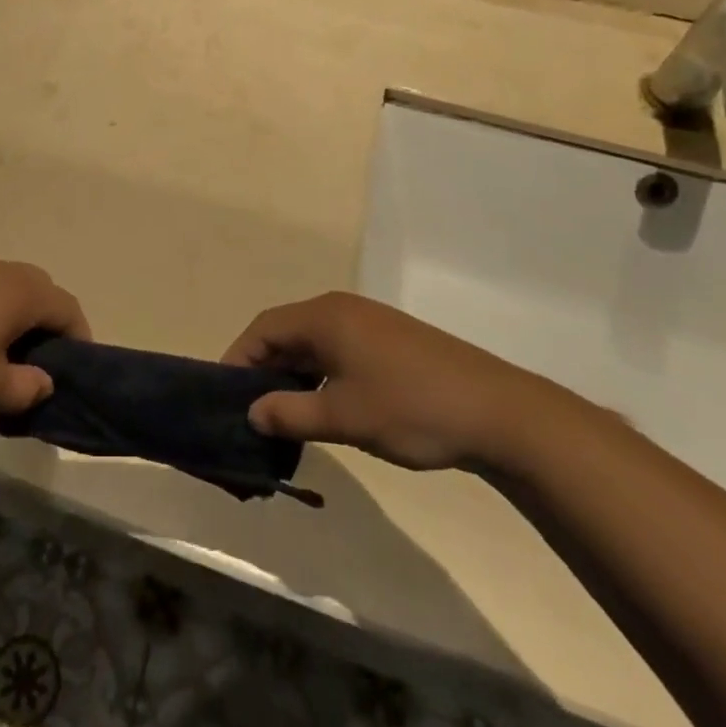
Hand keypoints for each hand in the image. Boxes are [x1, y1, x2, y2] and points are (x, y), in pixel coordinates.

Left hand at [0, 257, 89, 417]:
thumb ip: (24, 389)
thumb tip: (45, 383)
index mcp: (21, 292)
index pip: (68, 310)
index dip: (79, 342)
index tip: (72, 374)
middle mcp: (0, 269)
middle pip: (40, 294)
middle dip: (45, 330)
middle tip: (32, 370)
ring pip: (6, 291)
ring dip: (12, 322)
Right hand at [222, 292, 570, 470]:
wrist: (500, 413)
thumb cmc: (411, 408)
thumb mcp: (343, 417)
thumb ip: (290, 413)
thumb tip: (252, 412)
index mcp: (325, 316)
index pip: (263, 328)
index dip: (238, 358)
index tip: (225, 395)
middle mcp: (342, 309)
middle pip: (286, 333)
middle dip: (264, 369)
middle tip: (251, 410)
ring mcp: (369, 323)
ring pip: (313, 344)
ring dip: (293, 375)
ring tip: (284, 415)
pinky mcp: (390, 341)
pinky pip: (338, 351)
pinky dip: (321, 375)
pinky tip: (324, 407)